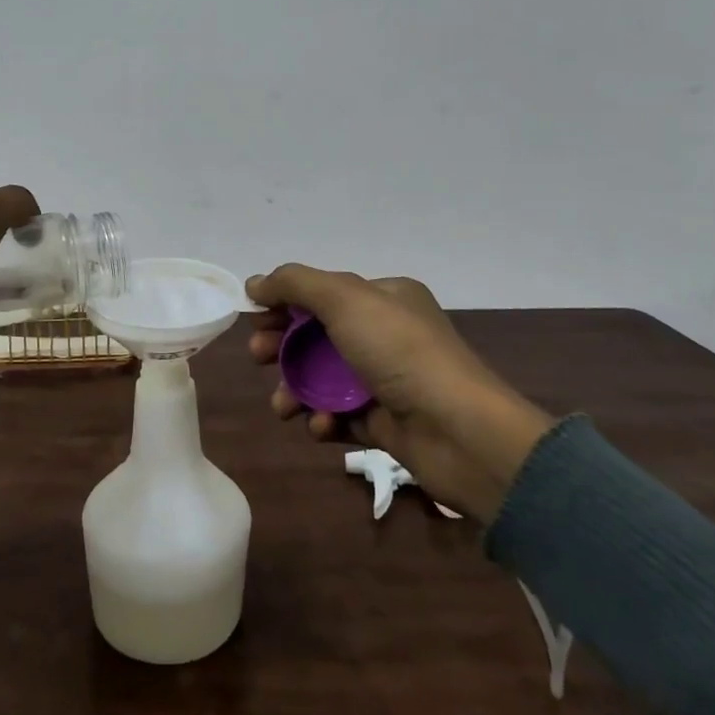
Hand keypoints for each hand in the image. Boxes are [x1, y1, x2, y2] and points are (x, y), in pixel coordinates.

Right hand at [245, 265, 554, 523]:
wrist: (461, 432)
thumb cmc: (400, 353)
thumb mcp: (345, 300)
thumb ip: (295, 284)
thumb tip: (255, 282)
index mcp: (384, 297)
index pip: (323, 292)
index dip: (285, 301)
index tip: (253, 317)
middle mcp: (386, 333)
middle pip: (318, 334)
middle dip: (283, 345)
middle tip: (258, 356)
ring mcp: (387, 379)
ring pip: (324, 378)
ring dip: (296, 389)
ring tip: (282, 407)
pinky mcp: (386, 422)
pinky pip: (341, 415)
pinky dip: (324, 419)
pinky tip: (320, 427)